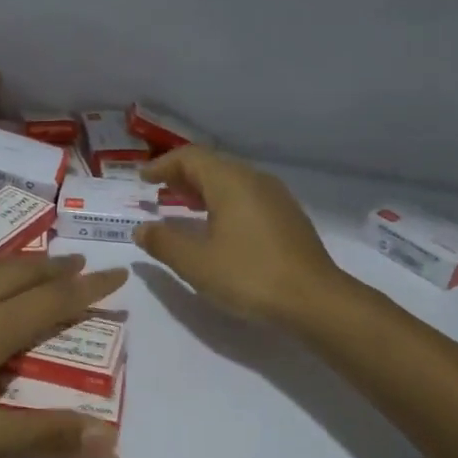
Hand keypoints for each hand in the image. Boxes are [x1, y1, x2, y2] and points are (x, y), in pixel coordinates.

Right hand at [133, 147, 339, 324]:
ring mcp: (275, 197)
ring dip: (203, 188)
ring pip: (231, 180)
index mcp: (230, 182)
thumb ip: (164, 243)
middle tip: (159, 190)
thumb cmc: (250, 276)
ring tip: (182, 205)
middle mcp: (254, 180)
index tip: (142, 179)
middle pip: (212, 164)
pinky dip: (223, 201)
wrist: (316, 300)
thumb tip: (141, 229)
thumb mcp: (196, 263)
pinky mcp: (287, 216)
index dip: (163, 165)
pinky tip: (217, 225)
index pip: (190, 157)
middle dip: (182, 175)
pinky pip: (247, 195)